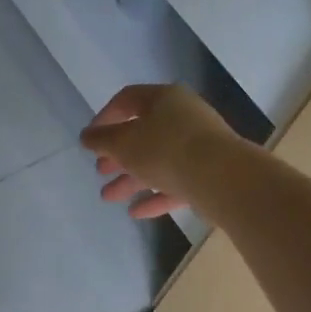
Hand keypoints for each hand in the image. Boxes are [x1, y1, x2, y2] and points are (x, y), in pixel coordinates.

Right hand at [80, 84, 237, 217]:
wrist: (223, 178)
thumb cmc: (166, 150)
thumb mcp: (124, 144)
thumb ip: (102, 140)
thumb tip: (87, 136)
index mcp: (163, 98)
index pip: (127, 100)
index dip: (104, 118)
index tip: (90, 139)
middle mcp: (183, 117)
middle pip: (143, 133)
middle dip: (118, 155)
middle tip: (100, 171)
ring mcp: (200, 146)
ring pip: (159, 160)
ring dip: (132, 178)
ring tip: (109, 197)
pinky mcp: (210, 174)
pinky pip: (177, 182)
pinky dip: (156, 195)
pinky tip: (137, 212)